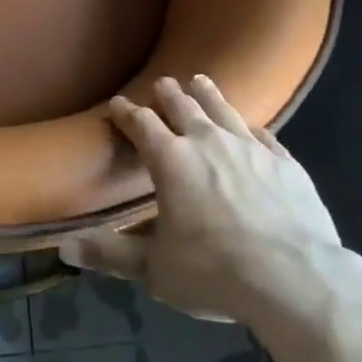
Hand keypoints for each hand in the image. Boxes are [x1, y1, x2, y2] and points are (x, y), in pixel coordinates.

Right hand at [59, 75, 352, 327]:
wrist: (296, 280)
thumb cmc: (216, 272)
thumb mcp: (156, 271)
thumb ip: (111, 254)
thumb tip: (64, 246)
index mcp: (171, 159)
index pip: (141, 124)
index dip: (126, 112)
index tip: (117, 103)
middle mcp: (207, 141)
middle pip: (181, 105)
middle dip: (167, 93)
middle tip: (161, 84)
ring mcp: (249, 147)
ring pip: (221, 108)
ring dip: (207, 94)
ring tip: (199, 81)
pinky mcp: (284, 161)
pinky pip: (262, 134)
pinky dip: (249, 127)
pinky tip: (249, 126)